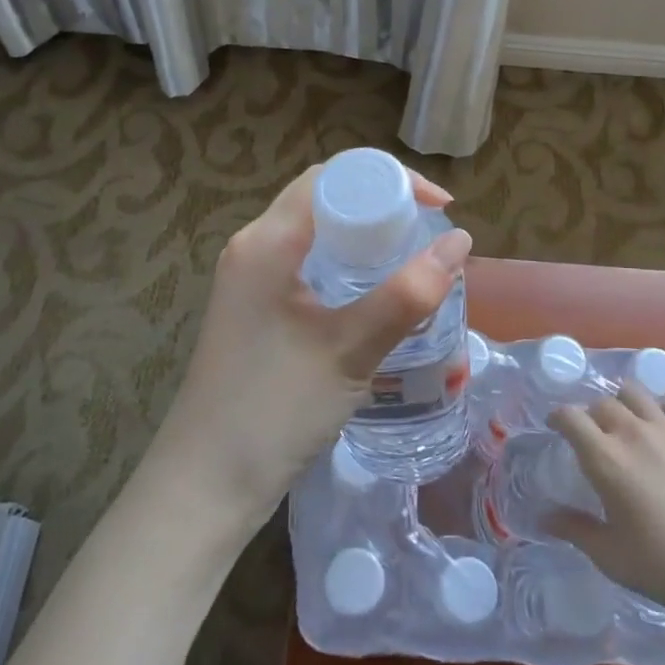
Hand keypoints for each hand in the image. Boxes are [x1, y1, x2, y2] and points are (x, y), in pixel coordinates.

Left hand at [147, 164, 471, 530]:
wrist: (204, 487)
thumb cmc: (274, 410)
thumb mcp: (350, 350)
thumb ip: (408, 294)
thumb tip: (461, 242)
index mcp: (267, 241)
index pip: (331, 176)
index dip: (388, 178)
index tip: (437, 206)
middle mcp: (252, 247)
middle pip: (323, 198)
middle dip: (380, 204)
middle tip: (428, 232)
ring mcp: (248, 279)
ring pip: (315, 232)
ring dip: (363, 235)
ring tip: (411, 257)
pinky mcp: (253, 308)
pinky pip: (305, 263)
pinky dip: (344, 263)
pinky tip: (373, 292)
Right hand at [548, 384, 664, 617]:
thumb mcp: (611, 556)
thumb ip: (575, 530)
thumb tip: (544, 517)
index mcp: (606, 459)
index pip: (570, 417)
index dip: (558, 417)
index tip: (555, 428)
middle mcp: (634, 433)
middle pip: (602, 403)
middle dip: (591, 415)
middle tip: (593, 437)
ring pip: (636, 393)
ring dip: (623, 403)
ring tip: (626, 423)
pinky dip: (663, 407)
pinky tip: (664, 426)